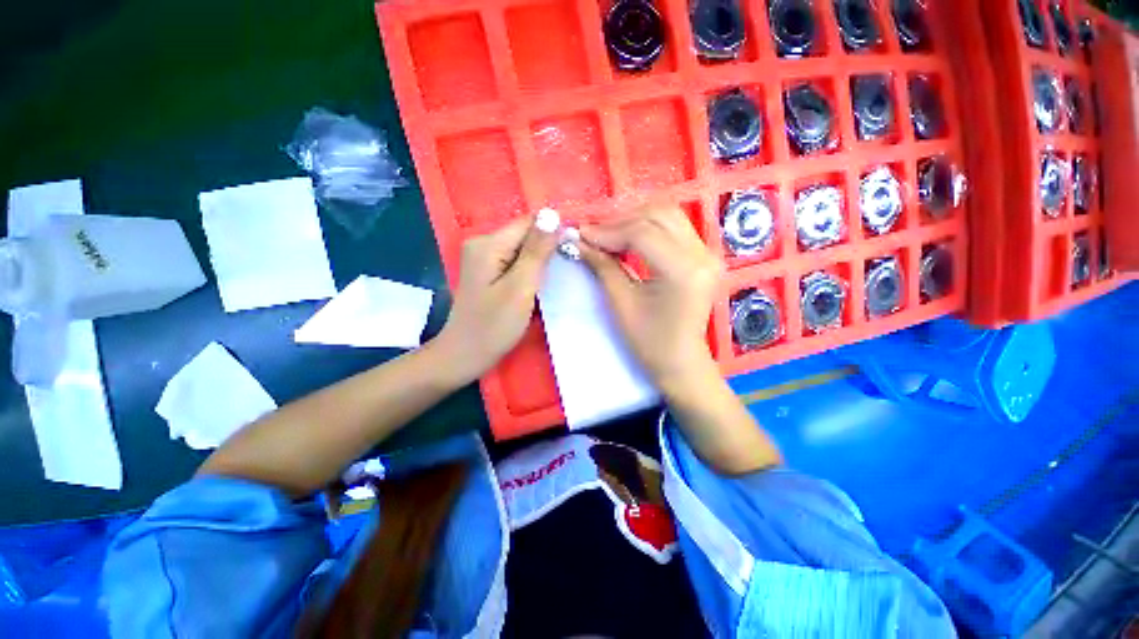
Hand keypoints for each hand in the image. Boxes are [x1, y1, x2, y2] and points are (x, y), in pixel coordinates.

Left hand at [434, 215, 557, 383]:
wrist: (465, 356)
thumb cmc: (494, 326)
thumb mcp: (520, 288)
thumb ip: (537, 251)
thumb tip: (552, 215)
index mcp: (488, 243)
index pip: (530, 222)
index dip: (554, 232)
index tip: (574, 250)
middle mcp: (483, 243)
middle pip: (526, 235)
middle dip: (548, 249)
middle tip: (566, 270)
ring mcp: (484, 258)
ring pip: (523, 249)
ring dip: (541, 261)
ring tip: (555, 279)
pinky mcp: (488, 272)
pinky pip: (516, 262)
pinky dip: (531, 271)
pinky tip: (539, 285)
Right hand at [578, 205, 722, 394]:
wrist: (681, 362)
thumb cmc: (650, 342)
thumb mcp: (622, 304)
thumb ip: (602, 267)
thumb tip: (578, 240)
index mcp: (683, 271)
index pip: (642, 233)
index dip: (608, 231)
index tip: (581, 234)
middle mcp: (702, 255)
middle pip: (658, 215)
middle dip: (620, 221)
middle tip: (594, 235)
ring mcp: (708, 253)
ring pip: (667, 215)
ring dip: (634, 220)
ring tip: (609, 236)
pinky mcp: (705, 256)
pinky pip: (674, 228)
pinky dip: (648, 227)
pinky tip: (628, 239)